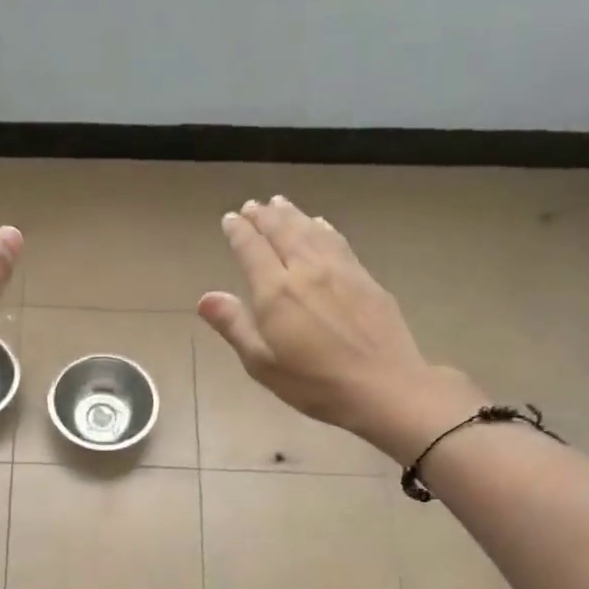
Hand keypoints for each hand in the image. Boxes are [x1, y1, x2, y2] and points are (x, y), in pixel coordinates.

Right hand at [197, 196, 482, 463]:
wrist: (383, 385)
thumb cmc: (314, 383)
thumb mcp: (262, 363)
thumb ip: (234, 326)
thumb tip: (205, 298)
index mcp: (276, 292)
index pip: (252, 250)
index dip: (239, 232)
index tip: (230, 219)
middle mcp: (306, 270)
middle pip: (282, 232)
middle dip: (264, 216)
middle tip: (252, 206)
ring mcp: (340, 270)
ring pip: (310, 231)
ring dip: (292, 214)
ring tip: (279, 203)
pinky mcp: (365, 278)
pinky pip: (337, 241)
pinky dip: (322, 227)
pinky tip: (319, 224)